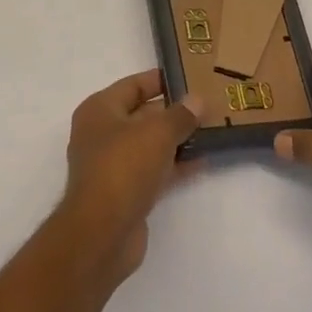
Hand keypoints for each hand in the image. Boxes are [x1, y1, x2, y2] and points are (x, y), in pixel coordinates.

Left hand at [59, 69, 200, 280]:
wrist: (102, 234)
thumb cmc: (123, 168)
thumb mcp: (157, 133)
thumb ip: (180, 115)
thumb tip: (198, 100)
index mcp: (100, 110)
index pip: (133, 85)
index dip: (161, 80)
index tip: (190, 77)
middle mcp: (102, 134)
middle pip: (143, 114)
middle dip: (174, 112)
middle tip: (208, 106)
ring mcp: (113, 165)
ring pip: (150, 144)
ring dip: (177, 139)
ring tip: (211, 130)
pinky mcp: (125, 193)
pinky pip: (154, 170)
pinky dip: (175, 165)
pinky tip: (202, 161)